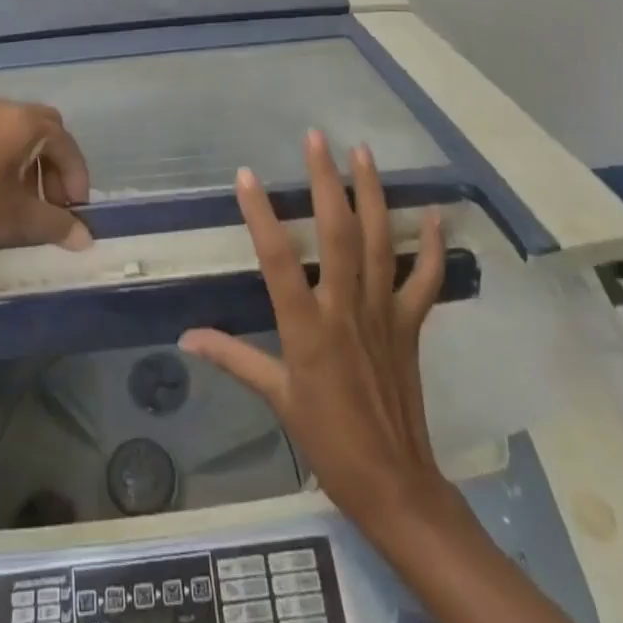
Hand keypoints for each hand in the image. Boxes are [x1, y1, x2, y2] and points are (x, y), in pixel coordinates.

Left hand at [0, 91, 91, 259]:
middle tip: (50, 203)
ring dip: (27, 155)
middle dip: (54, 164)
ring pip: (14, 124)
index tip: (75, 211)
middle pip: (44, 127)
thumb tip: (86, 238)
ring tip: (18, 194)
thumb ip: (55, 225)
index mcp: (22, 122)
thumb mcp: (13, 220)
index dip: (77, 177)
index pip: (65, 144)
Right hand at [180, 131, 460, 537]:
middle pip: (338, 233)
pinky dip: (433, 246)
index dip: (261, 215)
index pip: (278, 260)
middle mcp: (345, 308)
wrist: (394, 484)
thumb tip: (187, 336)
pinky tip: (435, 213)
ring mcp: (383, 312)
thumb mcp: (276, 399)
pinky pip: (425, 279)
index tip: (246, 175)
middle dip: (326, 181)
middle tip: (317, 138)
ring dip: (373, 193)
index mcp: (307, 327)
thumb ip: (232, 358)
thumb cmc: (327, 440)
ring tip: (364, 152)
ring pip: (380, 242)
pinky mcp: (410, 324)